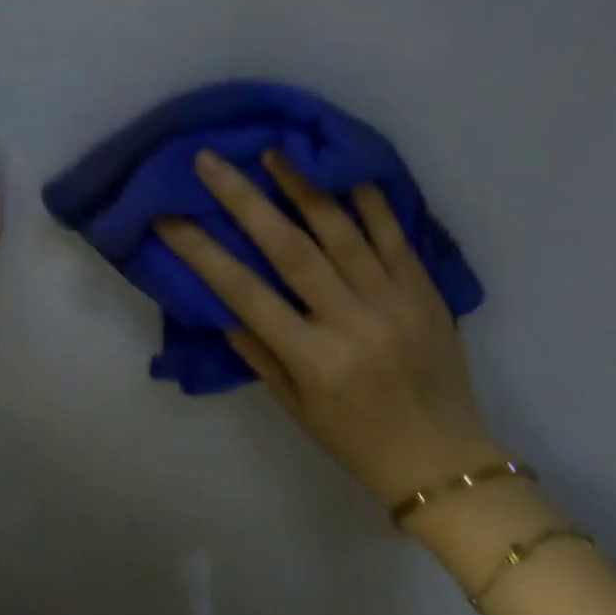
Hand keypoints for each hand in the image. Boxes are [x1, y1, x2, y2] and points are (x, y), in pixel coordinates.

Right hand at [156, 150, 496, 507]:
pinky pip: (395, 235)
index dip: (200, 251)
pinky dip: (368, 198)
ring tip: (272, 150)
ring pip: (342, 231)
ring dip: (302, 185)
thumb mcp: (294, 407)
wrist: (447, 464)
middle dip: (244, 200)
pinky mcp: (426, 290)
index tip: (168, 216)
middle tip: (211, 161)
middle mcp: (352, 323)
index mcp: (314, 360)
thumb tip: (220, 298)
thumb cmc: (357, 443)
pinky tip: (342, 166)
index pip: (245, 293)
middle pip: (290, 249)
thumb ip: (257, 350)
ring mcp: (394, 302)